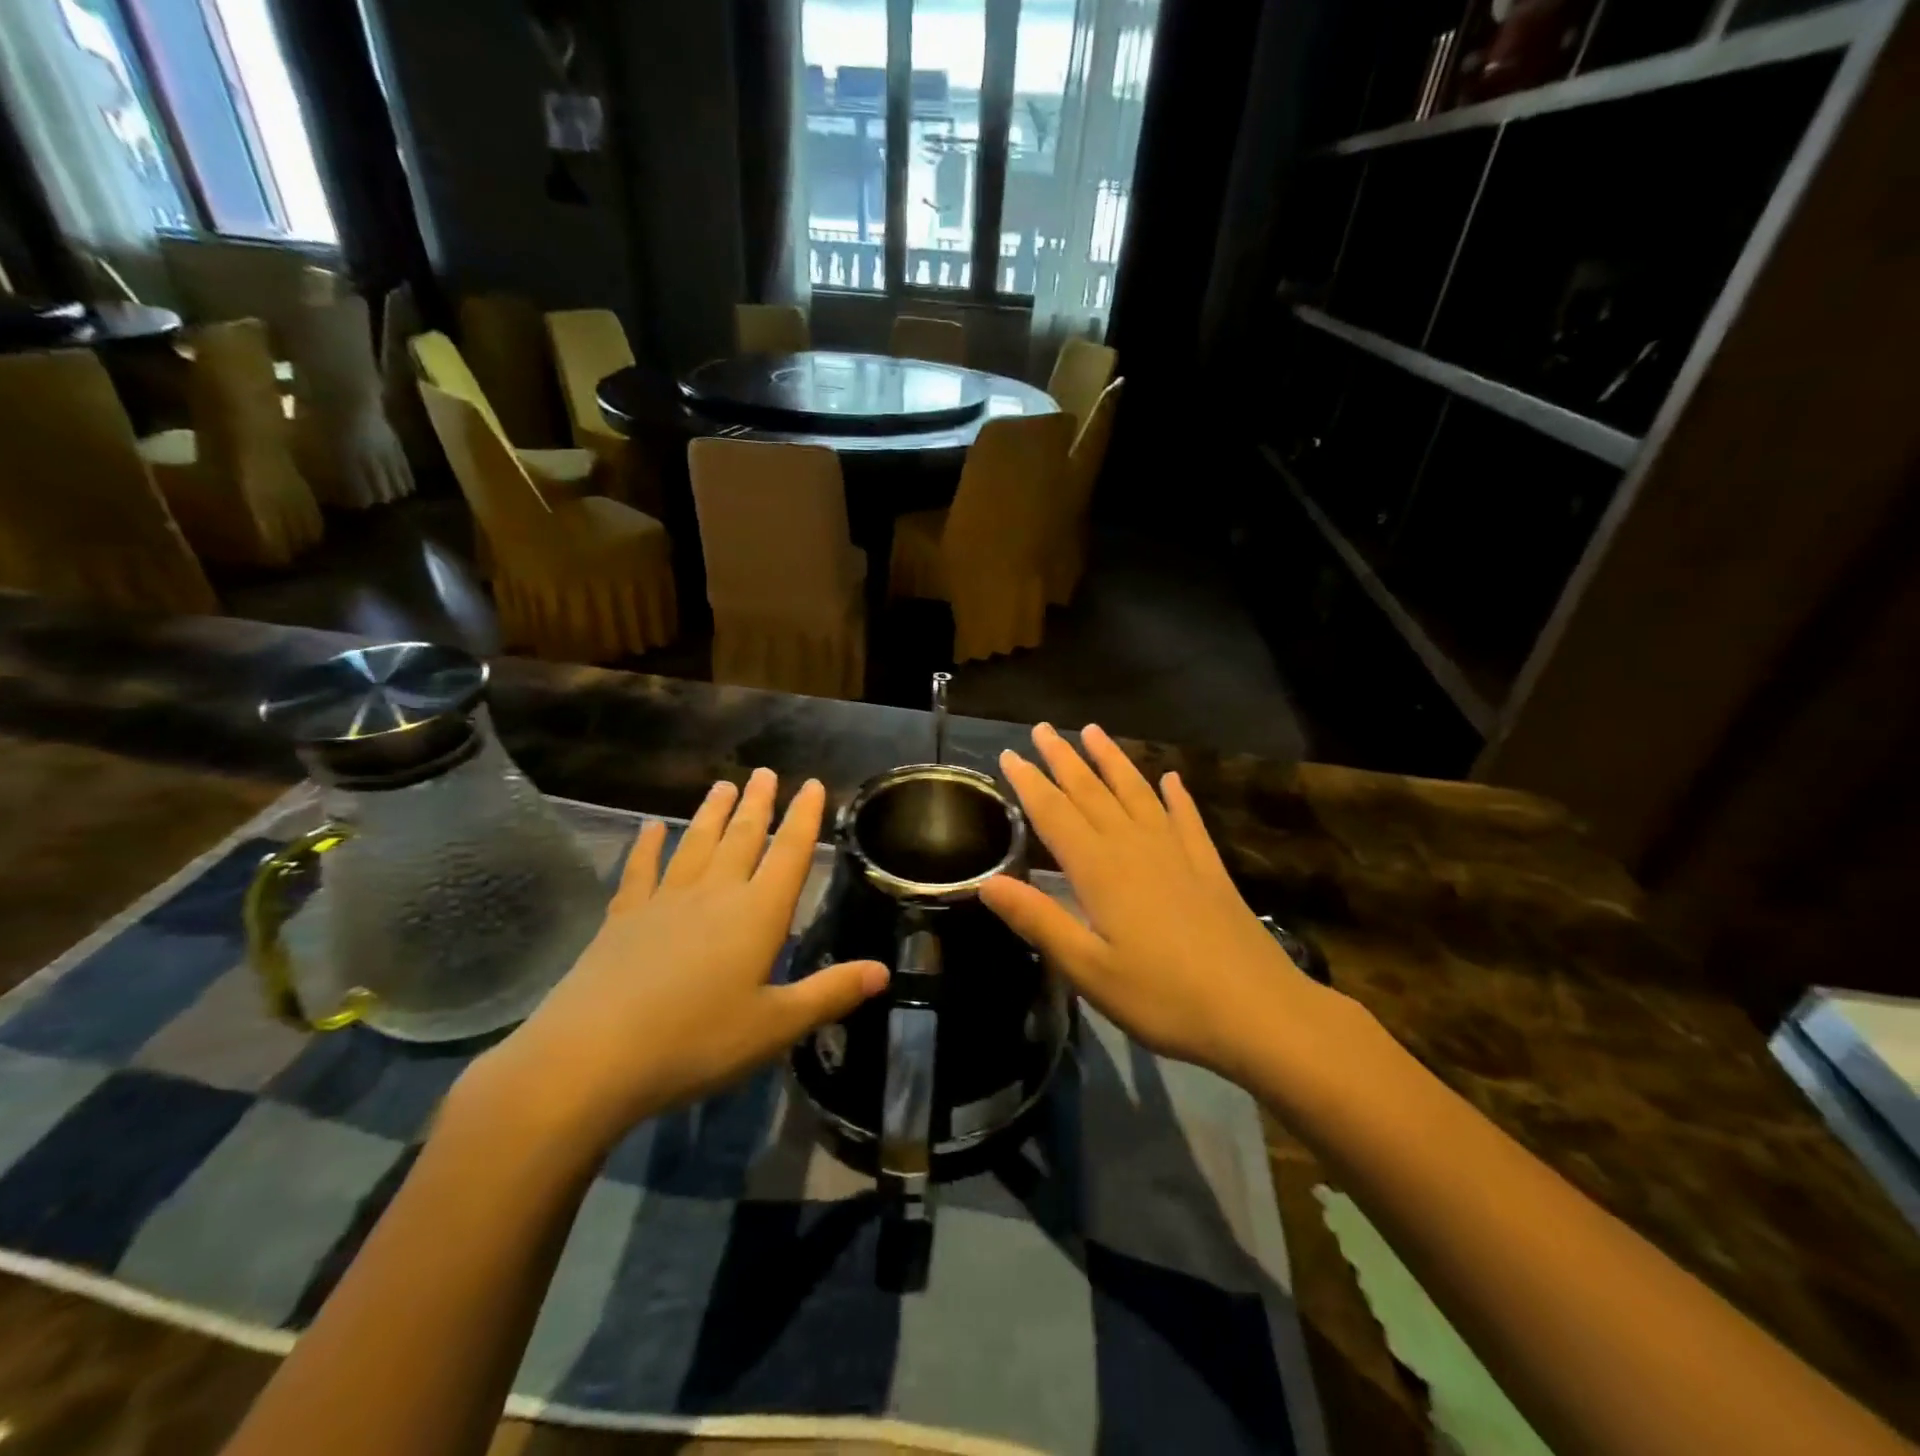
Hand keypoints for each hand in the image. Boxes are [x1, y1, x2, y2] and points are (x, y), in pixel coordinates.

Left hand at [469, 770, 888, 1150]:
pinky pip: (640, 871)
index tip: (812, 784)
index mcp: (757, 915)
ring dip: (712, 814)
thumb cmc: (696, 1042)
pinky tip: (650, 827)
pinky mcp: (623, 918)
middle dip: (758, 804)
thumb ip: (830, 994)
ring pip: (696, 844)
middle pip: (743, 838)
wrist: (592, 1057)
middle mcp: (715, 895)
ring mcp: (664, 902)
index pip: (790, 854)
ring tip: (723, 785)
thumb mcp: (775, 1027)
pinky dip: (647, 846)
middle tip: (765, 772)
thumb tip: (883, 970)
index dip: (805, 818)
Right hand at [980, 724, 1335, 1083]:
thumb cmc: (1163, 997)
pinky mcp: (1208, 867)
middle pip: (1092, 792)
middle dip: (1064, 759)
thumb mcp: (1088, 969)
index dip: (1030, 782)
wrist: (1258, 1011)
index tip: (1010, 753)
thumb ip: (1038, 920)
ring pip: (1136, 793)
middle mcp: (1135, 847)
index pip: (1054, 813)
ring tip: (1094, 731)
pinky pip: (1186, 818)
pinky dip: (1176, 796)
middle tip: (1042, 728)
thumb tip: (986, 882)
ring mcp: (1176, 853)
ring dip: (1112, 760)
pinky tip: (1172, 779)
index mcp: (1100, 870)